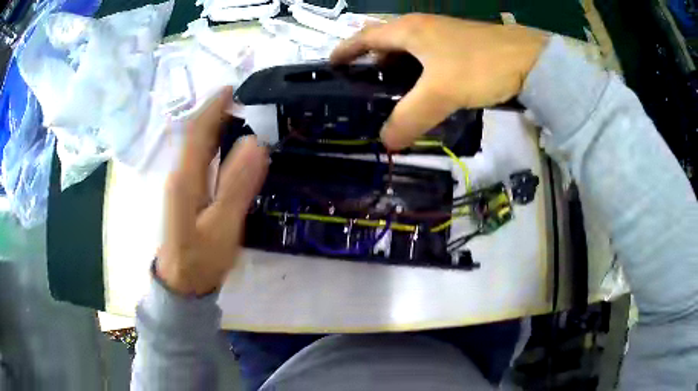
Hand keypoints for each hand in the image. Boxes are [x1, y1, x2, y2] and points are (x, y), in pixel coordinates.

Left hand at [156, 87, 268, 295]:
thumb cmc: (201, 258)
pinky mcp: (185, 193)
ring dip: (213, 125)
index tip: (234, 88)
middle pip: (194, 134)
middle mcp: (179, 175)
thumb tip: (255, 143)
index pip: (197, 132)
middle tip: (243, 100)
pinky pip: (198, 158)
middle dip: (214, 112)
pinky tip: (226, 145)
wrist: (182, 283)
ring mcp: (181, 184)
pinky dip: (212, 143)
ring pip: (195, 146)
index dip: (213, 108)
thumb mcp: (222, 227)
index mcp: (185, 178)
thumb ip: (236, 186)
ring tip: (238, 114)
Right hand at [330, 14, 548, 149]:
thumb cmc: (481, 65)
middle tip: (362, 86)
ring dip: (395, 68)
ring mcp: (443, 36)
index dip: (346, 50)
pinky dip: (418, 73)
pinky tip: (423, 90)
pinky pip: (428, 58)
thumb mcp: (441, 93)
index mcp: (409, 30)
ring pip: (409, 51)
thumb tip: (386, 142)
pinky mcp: (460, 47)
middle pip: (386, 42)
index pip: (366, 37)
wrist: (530, 59)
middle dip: (370, 61)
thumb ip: (411, 117)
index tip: (330, 64)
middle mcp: (422, 28)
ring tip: (389, 93)